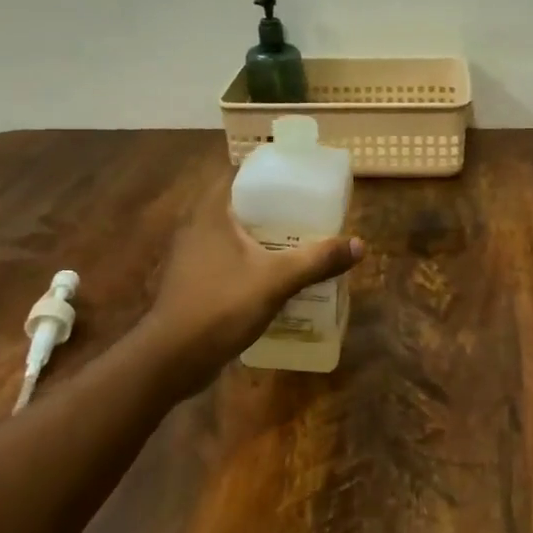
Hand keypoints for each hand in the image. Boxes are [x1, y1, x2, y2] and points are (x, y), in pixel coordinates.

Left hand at [144, 179, 363, 388]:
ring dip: (266, 242)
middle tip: (311, 216)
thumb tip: (359, 245)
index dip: (270, 174)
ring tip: (301, 246)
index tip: (301, 181)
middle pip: (243, 208)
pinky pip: (231, 264)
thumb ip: (317, 260)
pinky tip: (278, 280)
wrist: (173, 357)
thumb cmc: (221, 306)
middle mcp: (199, 229)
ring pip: (237, 239)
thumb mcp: (276, 280)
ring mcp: (194, 258)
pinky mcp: (195, 284)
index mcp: (213, 214)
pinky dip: (254, 266)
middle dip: (276, 213)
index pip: (240, 177)